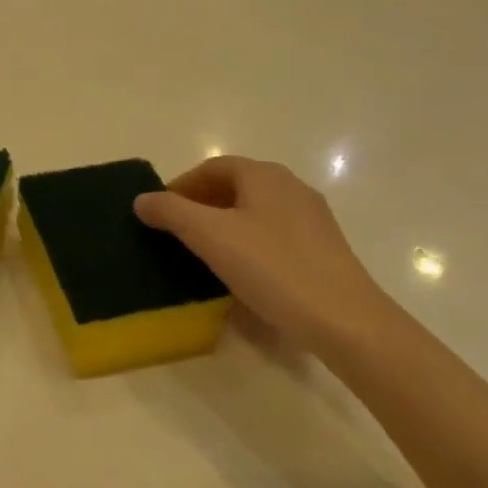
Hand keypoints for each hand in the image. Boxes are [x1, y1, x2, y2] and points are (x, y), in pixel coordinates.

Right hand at [133, 157, 393, 357]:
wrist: (346, 321)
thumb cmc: (273, 269)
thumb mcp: (211, 237)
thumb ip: (171, 212)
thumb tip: (142, 199)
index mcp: (263, 175)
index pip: (212, 167)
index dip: (181, 186)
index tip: (159, 214)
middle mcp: (290, 186)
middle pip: (235, 186)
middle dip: (201, 204)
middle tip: (177, 233)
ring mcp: (312, 217)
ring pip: (255, 210)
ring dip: (225, 224)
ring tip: (204, 253)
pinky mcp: (324, 247)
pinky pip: (274, 233)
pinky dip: (249, 242)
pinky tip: (243, 272)